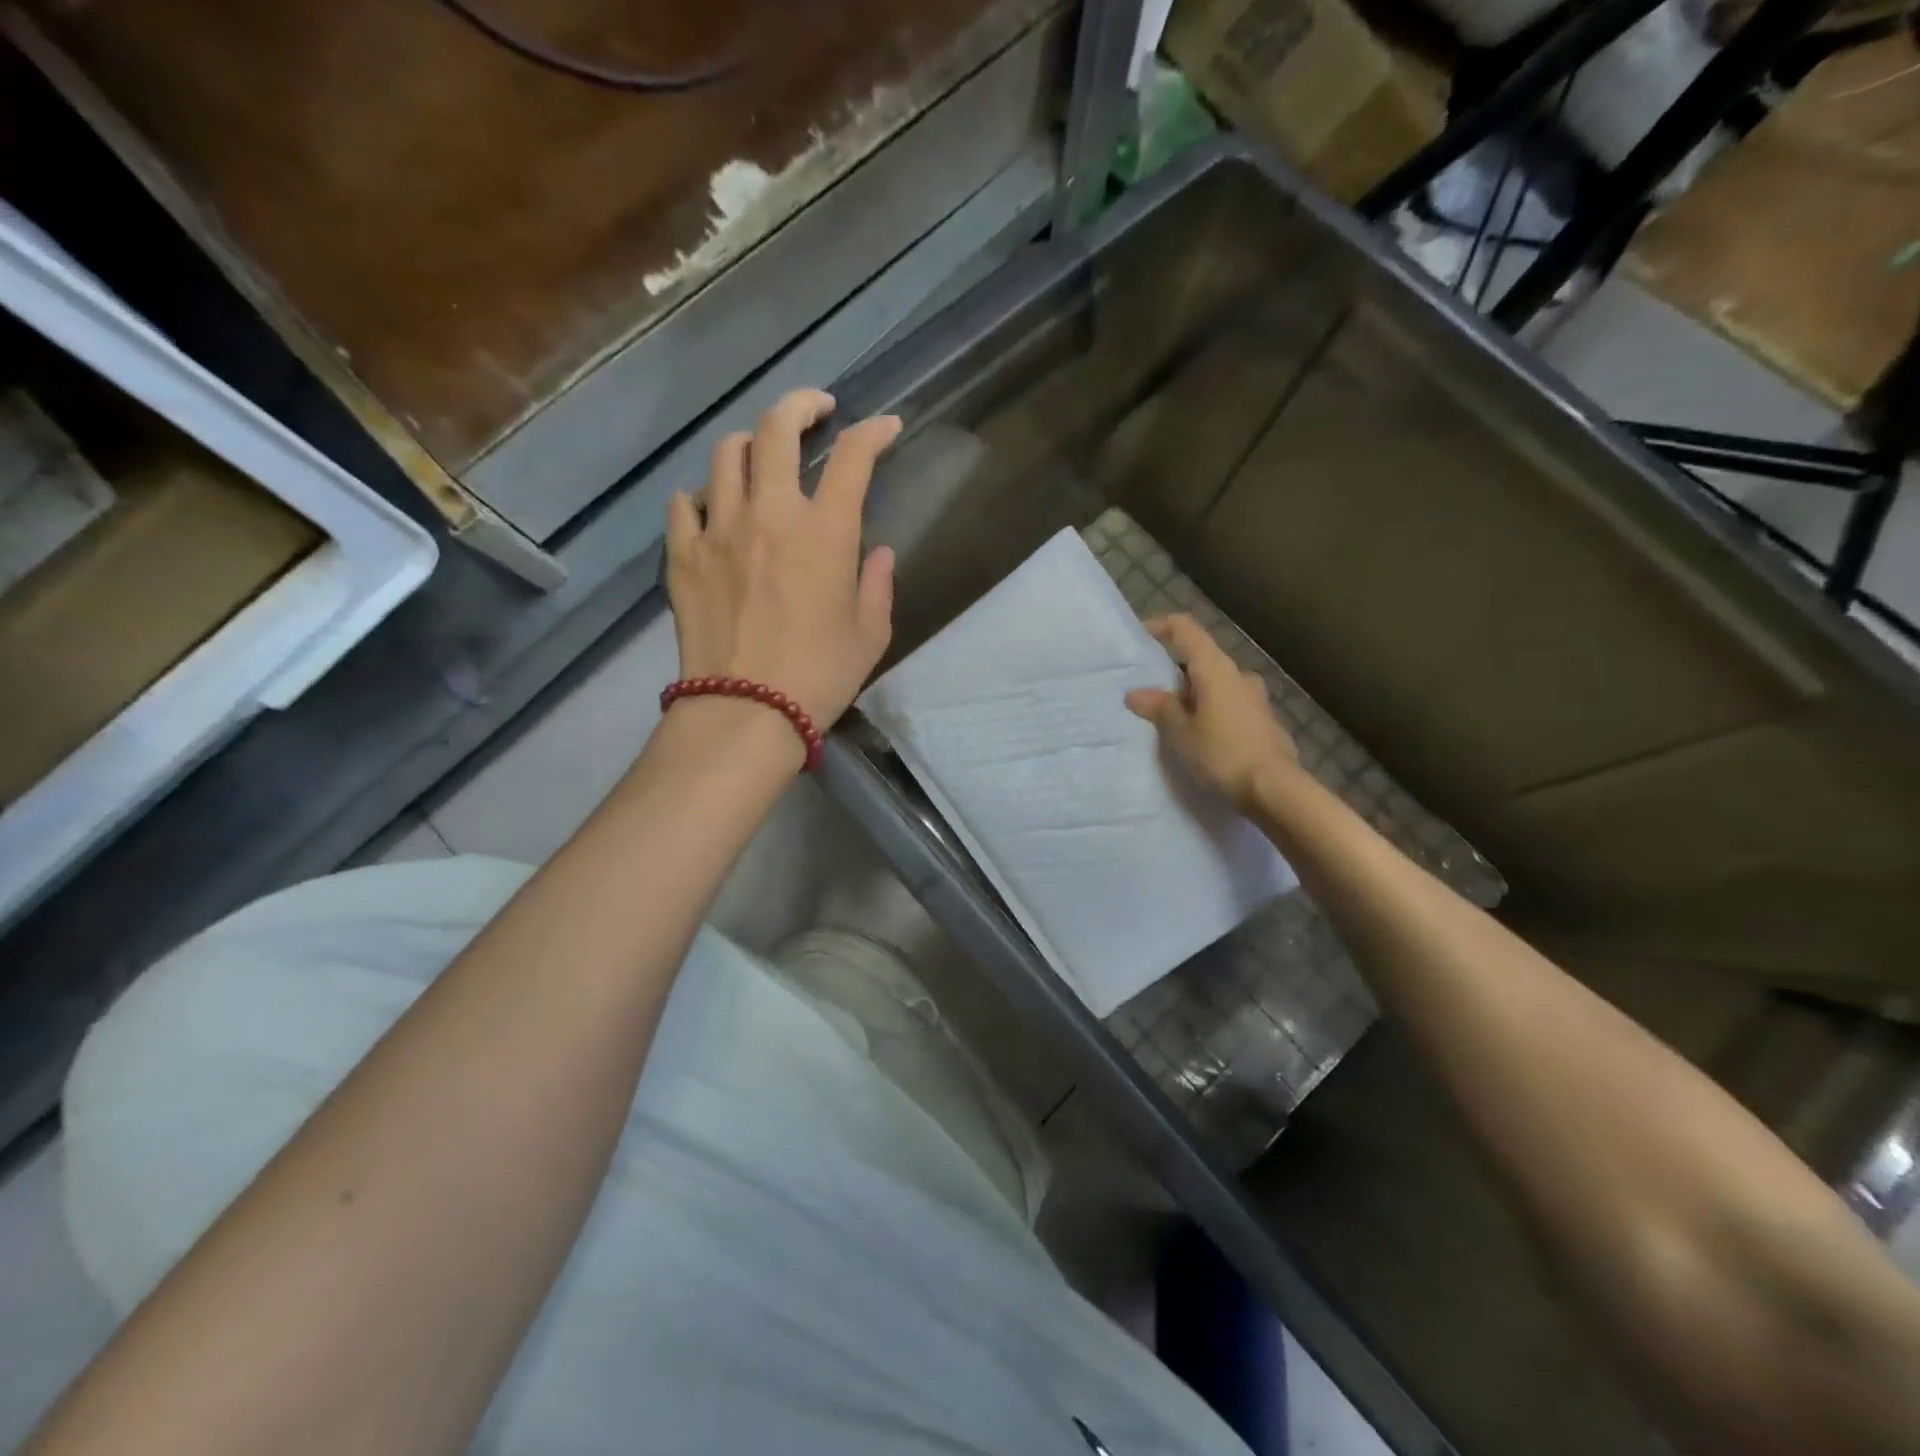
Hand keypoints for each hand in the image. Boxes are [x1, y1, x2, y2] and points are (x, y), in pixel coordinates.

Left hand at [666, 389, 900, 729]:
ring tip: (762, 457)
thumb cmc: (819, 677)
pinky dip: (702, 495)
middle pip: (776, 428)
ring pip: (726, 454)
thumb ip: (878, 585)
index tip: (886, 427)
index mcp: (825, 533)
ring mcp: (718, 530)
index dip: (873, 433)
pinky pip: (684, 503)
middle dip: (801, 404)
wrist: (745, 712)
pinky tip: (713, 508)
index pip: (852, 458)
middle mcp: (769, 515)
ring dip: (750, 444)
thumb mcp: (870, 635)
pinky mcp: (682, 556)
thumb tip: (880, 553)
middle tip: (816, 410)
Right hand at [1126, 614, 1299, 810]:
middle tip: (1151, 695)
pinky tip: (1201, 738)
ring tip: (1173, 721)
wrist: (1274, 789)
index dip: (1162, 626)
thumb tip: (1136, 693)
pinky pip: (1230, 705)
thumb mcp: (1182, 733)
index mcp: (1216, 669)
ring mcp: (1256, 697)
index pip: (1186, 629)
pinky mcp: (1264, 720)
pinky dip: (1211, 712)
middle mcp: (1239, 675)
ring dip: (1194, 695)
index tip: (1142, 637)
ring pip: (1216, 684)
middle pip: (1201, 659)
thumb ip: (1160, 708)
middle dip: (1175, 673)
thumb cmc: (1223, 753)